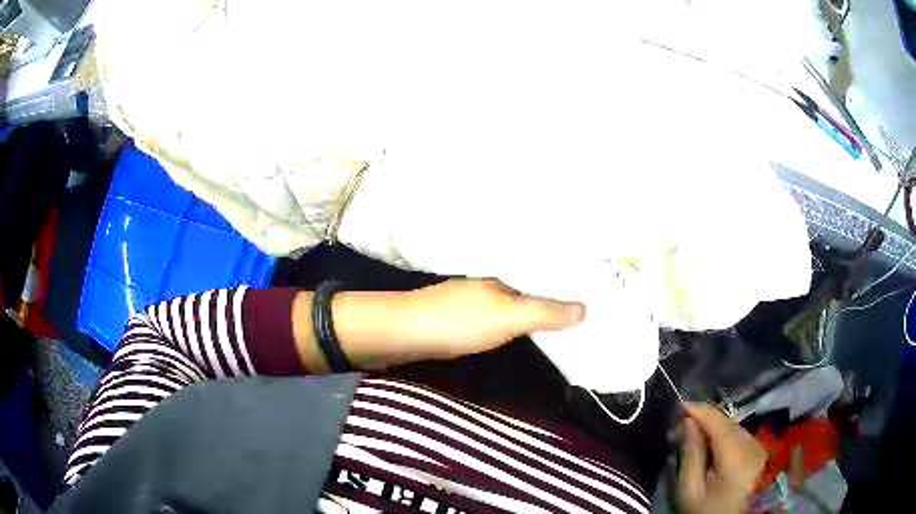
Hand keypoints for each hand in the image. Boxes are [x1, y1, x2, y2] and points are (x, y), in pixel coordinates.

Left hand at [398, 278, 585, 359]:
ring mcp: (467, 304)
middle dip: (549, 300)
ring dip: (528, 313)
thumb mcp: (506, 318)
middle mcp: (486, 287)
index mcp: (501, 280)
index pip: (541, 280)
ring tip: (558, 323)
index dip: (564, 288)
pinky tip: (516, 335)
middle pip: (526, 292)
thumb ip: (543, 313)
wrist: (400, 334)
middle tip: (582, 312)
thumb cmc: (455, 322)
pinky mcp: (454, 321)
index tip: (591, 297)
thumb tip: (585, 309)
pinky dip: (508, 326)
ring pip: (508, 306)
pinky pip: (492, 320)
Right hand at [677, 404, 766, 513]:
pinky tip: (708, 444)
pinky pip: (737, 433)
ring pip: (732, 425)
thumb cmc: (703, 511)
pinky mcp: (758, 449)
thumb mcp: (689, 489)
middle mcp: (754, 446)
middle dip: (703, 419)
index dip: (698, 410)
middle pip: (726, 422)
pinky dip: (721, 434)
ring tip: (691, 433)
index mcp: (738, 459)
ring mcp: (759, 447)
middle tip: (679, 423)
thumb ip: (690, 454)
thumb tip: (687, 420)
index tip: (676, 405)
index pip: (719, 423)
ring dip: (711, 426)